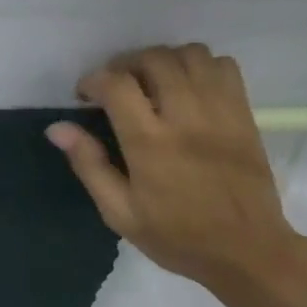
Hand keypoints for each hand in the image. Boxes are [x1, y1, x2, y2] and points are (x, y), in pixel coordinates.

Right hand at [46, 44, 306, 299]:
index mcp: (150, 144)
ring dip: (164, 60)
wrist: (248, 251)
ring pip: (191, 55)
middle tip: (116, 87)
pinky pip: (224, 66)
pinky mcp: (244, 115)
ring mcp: (220, 112)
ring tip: (152, 82)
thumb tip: (58, 128)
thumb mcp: (119, 212)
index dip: (94, 80)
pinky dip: (200, 66)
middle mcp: (186, 118)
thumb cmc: (176, 237)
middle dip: (126, 64)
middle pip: (155, 59)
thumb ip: (89, 164)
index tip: (85, 95)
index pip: (117, 84)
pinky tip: (188, 88)